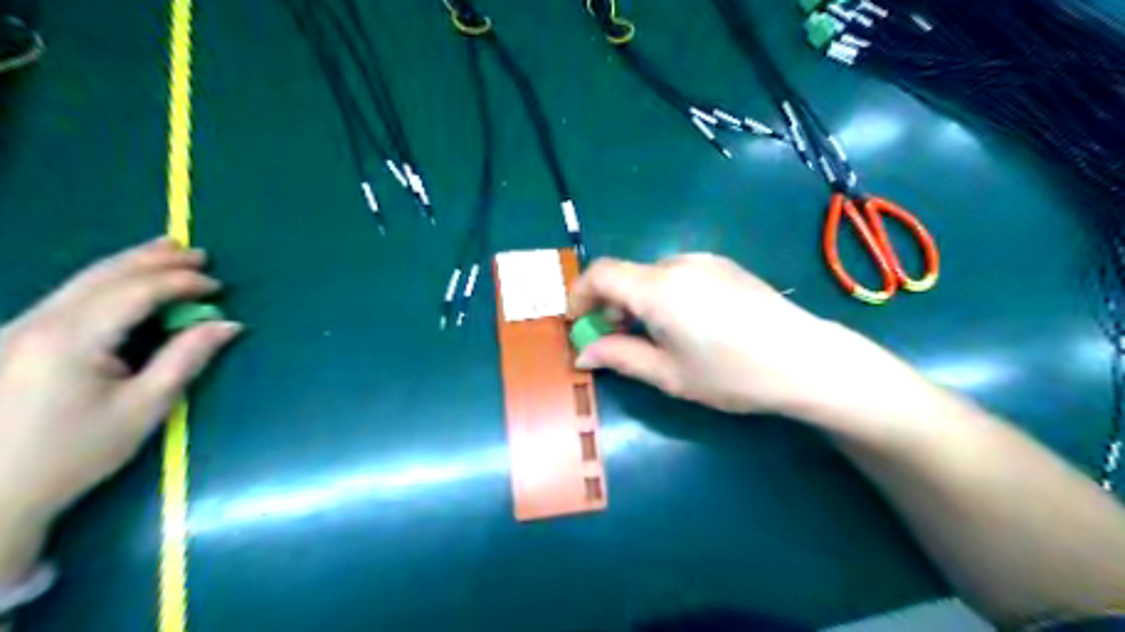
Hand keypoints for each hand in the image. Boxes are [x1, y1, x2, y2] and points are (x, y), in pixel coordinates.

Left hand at [0, 236, 244, 528]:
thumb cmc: (77, 452)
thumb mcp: (145, 406)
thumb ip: (187, 358)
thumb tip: (227, 324)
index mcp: (71, 339)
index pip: (135, 292)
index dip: (180, 282)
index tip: (218, 286)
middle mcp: (38, 322)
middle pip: (103, 275)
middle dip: (154, 260)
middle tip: (198, 253)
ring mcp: (19, 328)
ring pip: (82, 281)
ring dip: (129, 264)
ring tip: (167, 251)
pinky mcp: (16, 339)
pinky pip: (69, 295)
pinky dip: (107, 281)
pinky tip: (126, 280)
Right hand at [573, 254, 897, 416]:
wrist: (806, 360)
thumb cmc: (732, 373)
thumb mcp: (668, 375)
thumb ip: (619, 358)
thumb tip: (582, 353)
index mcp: (657, 288)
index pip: (600, 273)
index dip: (580, 296)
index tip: (577, 324)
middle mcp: (677, 264)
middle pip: (625, 275)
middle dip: (608, 306)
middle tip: (614, 342)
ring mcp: (704, 262)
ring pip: (650, 276)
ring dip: (636, 302)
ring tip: (650, 338)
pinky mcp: (724, 267)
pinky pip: (677, 275)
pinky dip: (661, 296)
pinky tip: (682, 325)